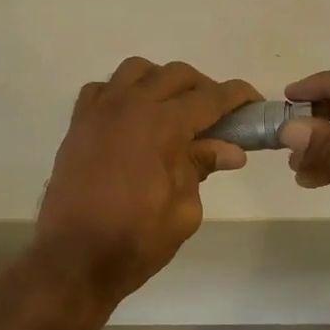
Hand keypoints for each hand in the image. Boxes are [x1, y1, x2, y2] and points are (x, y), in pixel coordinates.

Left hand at [33, 59, 260, 303]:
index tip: (254, 103)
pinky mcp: (77, 125)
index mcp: (162, 125)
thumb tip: (230, 150)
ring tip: (172, 111)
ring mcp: (99, 111)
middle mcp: (130, 106)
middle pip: (176, 75)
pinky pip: (102, 89)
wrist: (74, 259)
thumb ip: (202, 169)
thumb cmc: (136, 241)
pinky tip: (131, 118)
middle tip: (216, 117)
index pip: (211, 97)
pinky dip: (122, 93)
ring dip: (161, 82)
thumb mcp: (184, 210)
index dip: (238, 97)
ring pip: (136, 71)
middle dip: (203, 89)